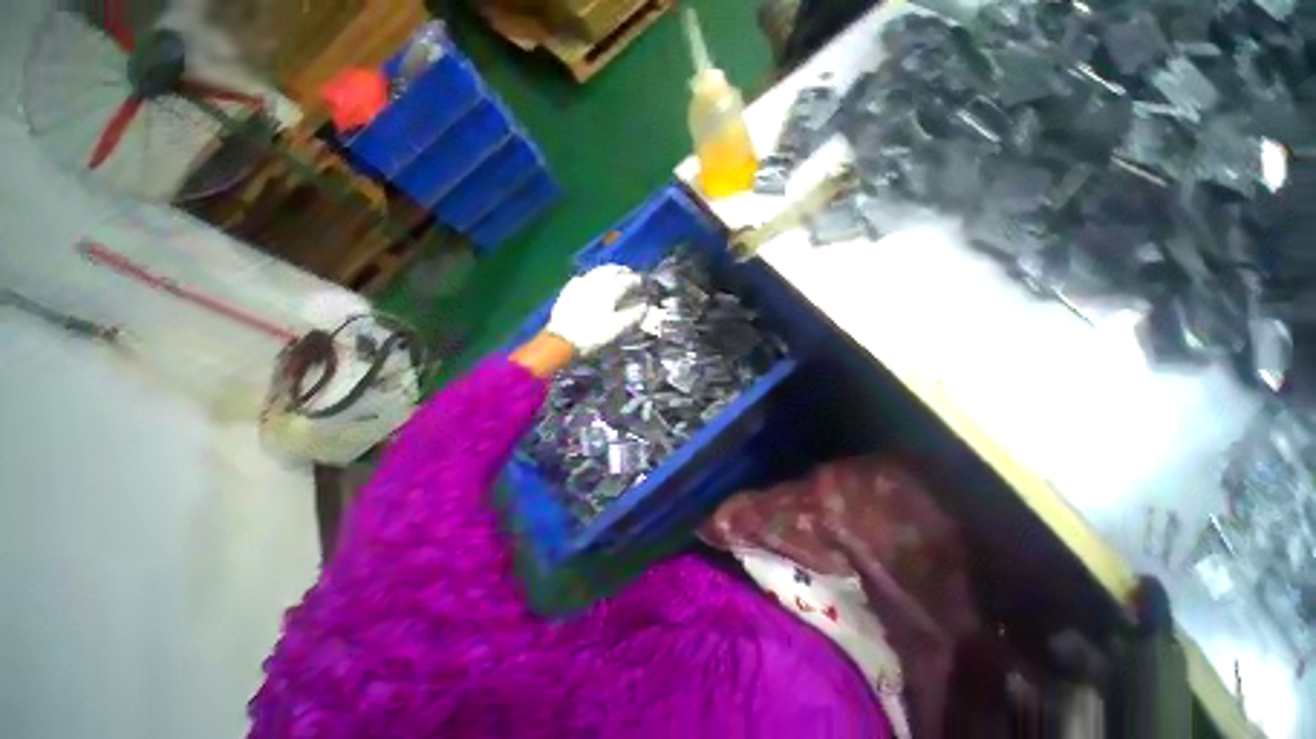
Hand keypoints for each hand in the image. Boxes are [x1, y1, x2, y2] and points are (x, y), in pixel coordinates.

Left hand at [545, 265, 645, 354]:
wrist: (562, 340)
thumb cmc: (593, 334)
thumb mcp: (617, 328)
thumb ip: (633, 315)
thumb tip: (645, 306)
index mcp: (609, 290)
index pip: (627, 280)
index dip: (637, 281)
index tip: (643, 283)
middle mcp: (595, 282)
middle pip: (611, 270)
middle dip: (622, 271)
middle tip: (629, 275)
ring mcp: (580, 284)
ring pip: (597, 271)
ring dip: (608, 271)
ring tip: (613, 275)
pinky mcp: (568, 290)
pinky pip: (583, 278)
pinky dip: (592, 277)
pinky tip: (592, 283)